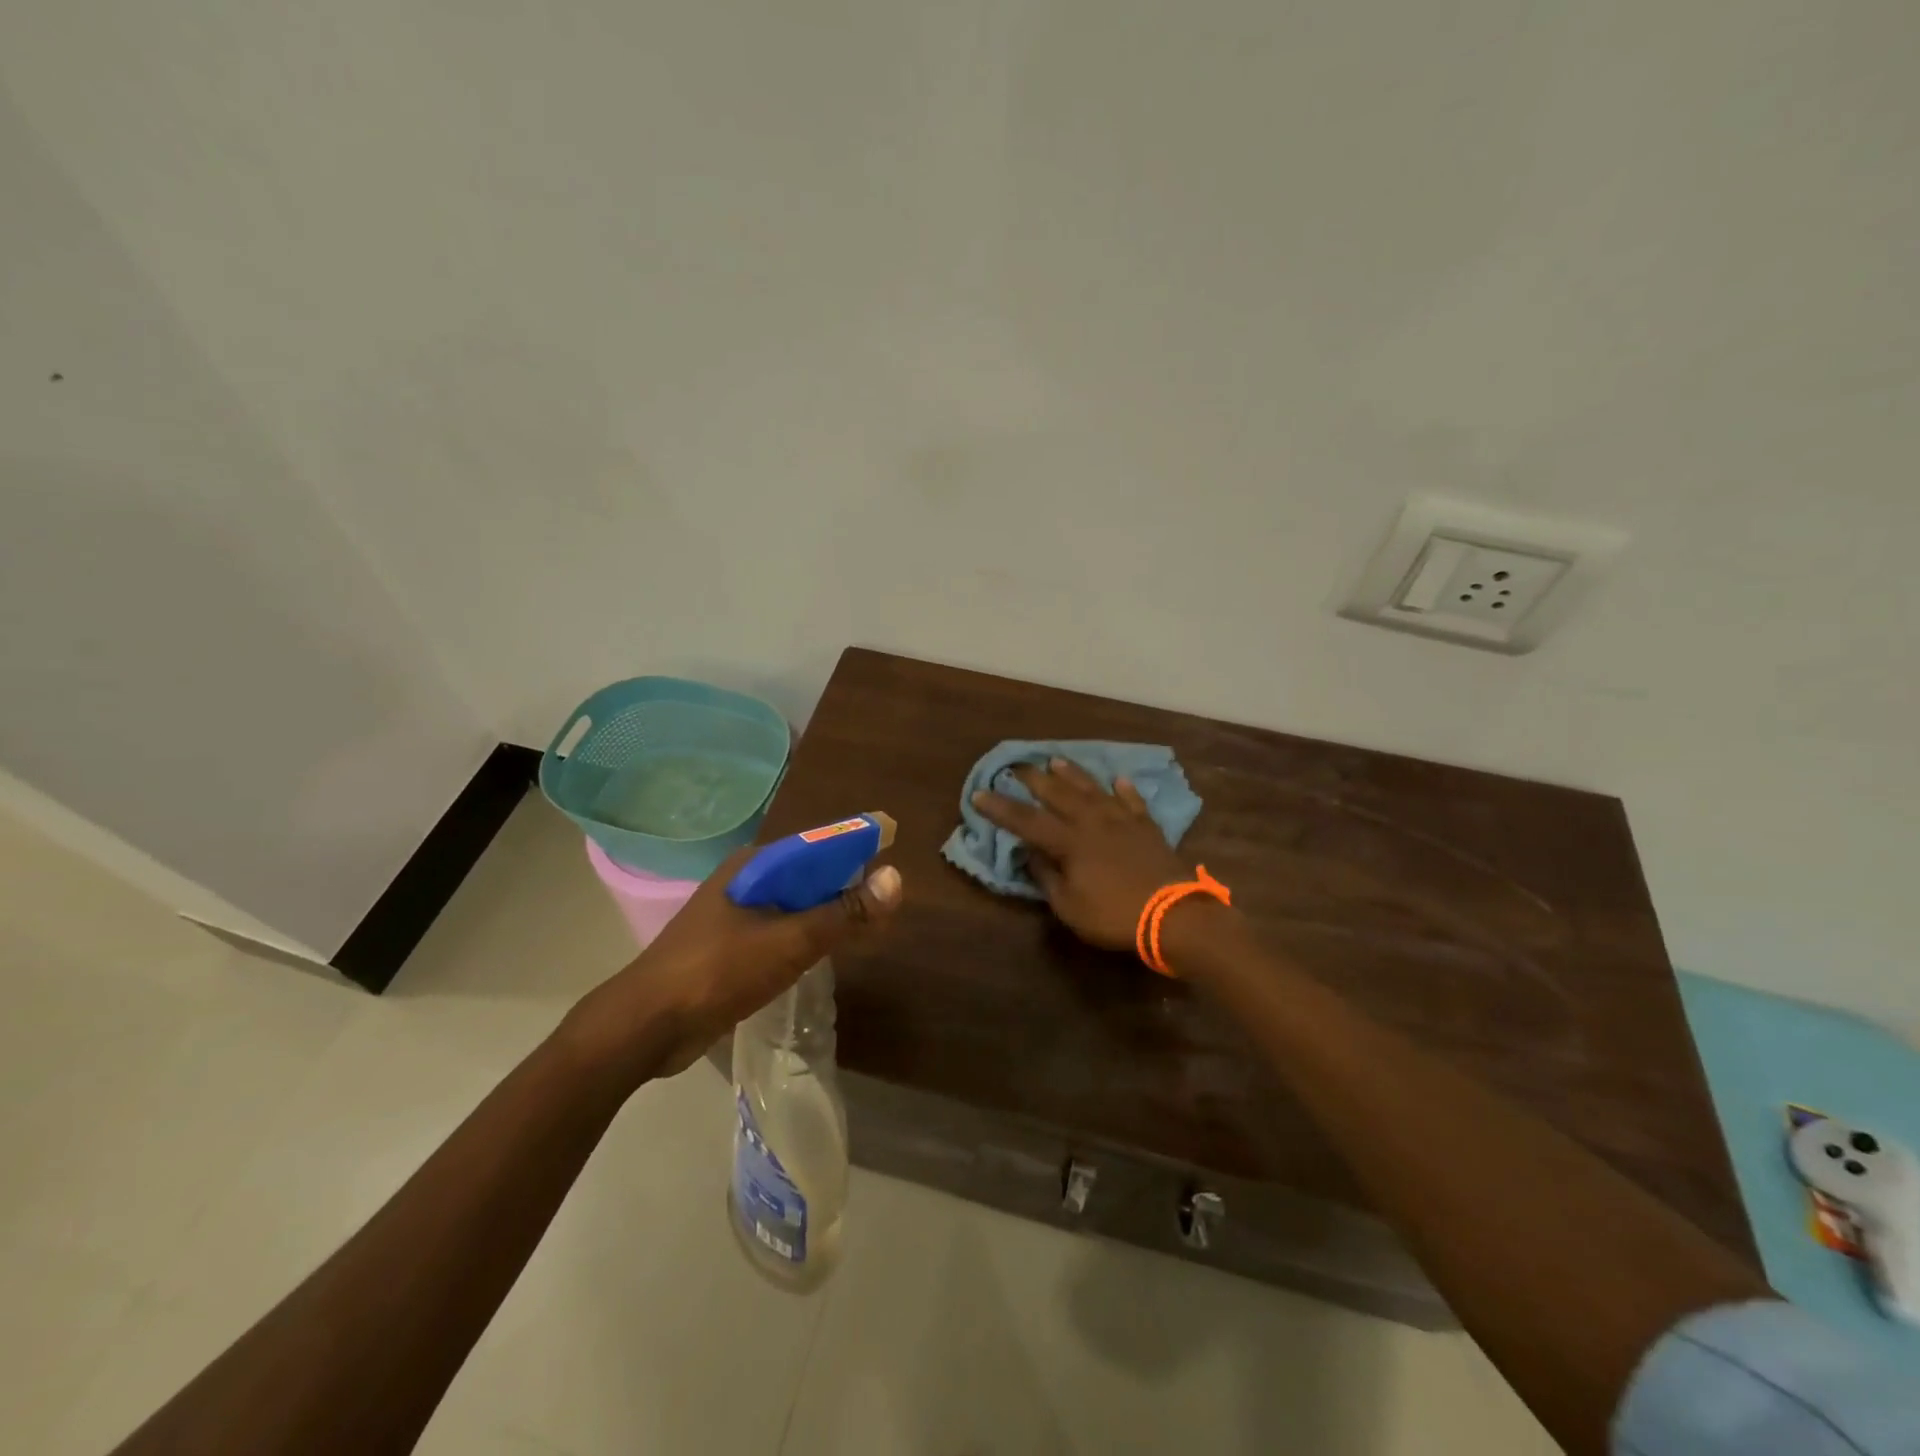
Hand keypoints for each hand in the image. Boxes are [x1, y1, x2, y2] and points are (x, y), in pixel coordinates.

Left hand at [564, 847, 902, 1079]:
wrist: (646, 1025)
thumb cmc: (718, 972)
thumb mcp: (790, 941)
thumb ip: (843, 913)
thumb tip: (895, 878)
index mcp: (754, 865)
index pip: (818, 843)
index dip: (855, 845)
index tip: (893, 849)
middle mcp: (743, 881)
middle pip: (806, 873)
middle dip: (844, 882)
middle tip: (884, 898)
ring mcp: (732, 914)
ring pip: (792, 903)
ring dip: (825, 911)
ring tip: (864, 923)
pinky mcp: (727, 947)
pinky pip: (777, 930)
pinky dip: (804, 935)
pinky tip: (822, 952)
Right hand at [973, 758, 1190, 950]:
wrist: (1174, 914)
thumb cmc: (1114, 915)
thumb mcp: (1069, 906)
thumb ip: (1046, 877)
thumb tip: (1029, 853)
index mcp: (1069, 842)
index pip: (1026, 821)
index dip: (1001, 808)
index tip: (980, 793)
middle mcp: (1092, 823)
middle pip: (1059, 795)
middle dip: (1035, 779)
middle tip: (1018, 765)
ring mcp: (1122, 821)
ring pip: (1093, 790)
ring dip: (1074, 775)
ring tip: (1057, 761)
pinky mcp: (1147, 828)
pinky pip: (1132, 802)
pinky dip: (1124, 790)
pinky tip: (1118, 780)